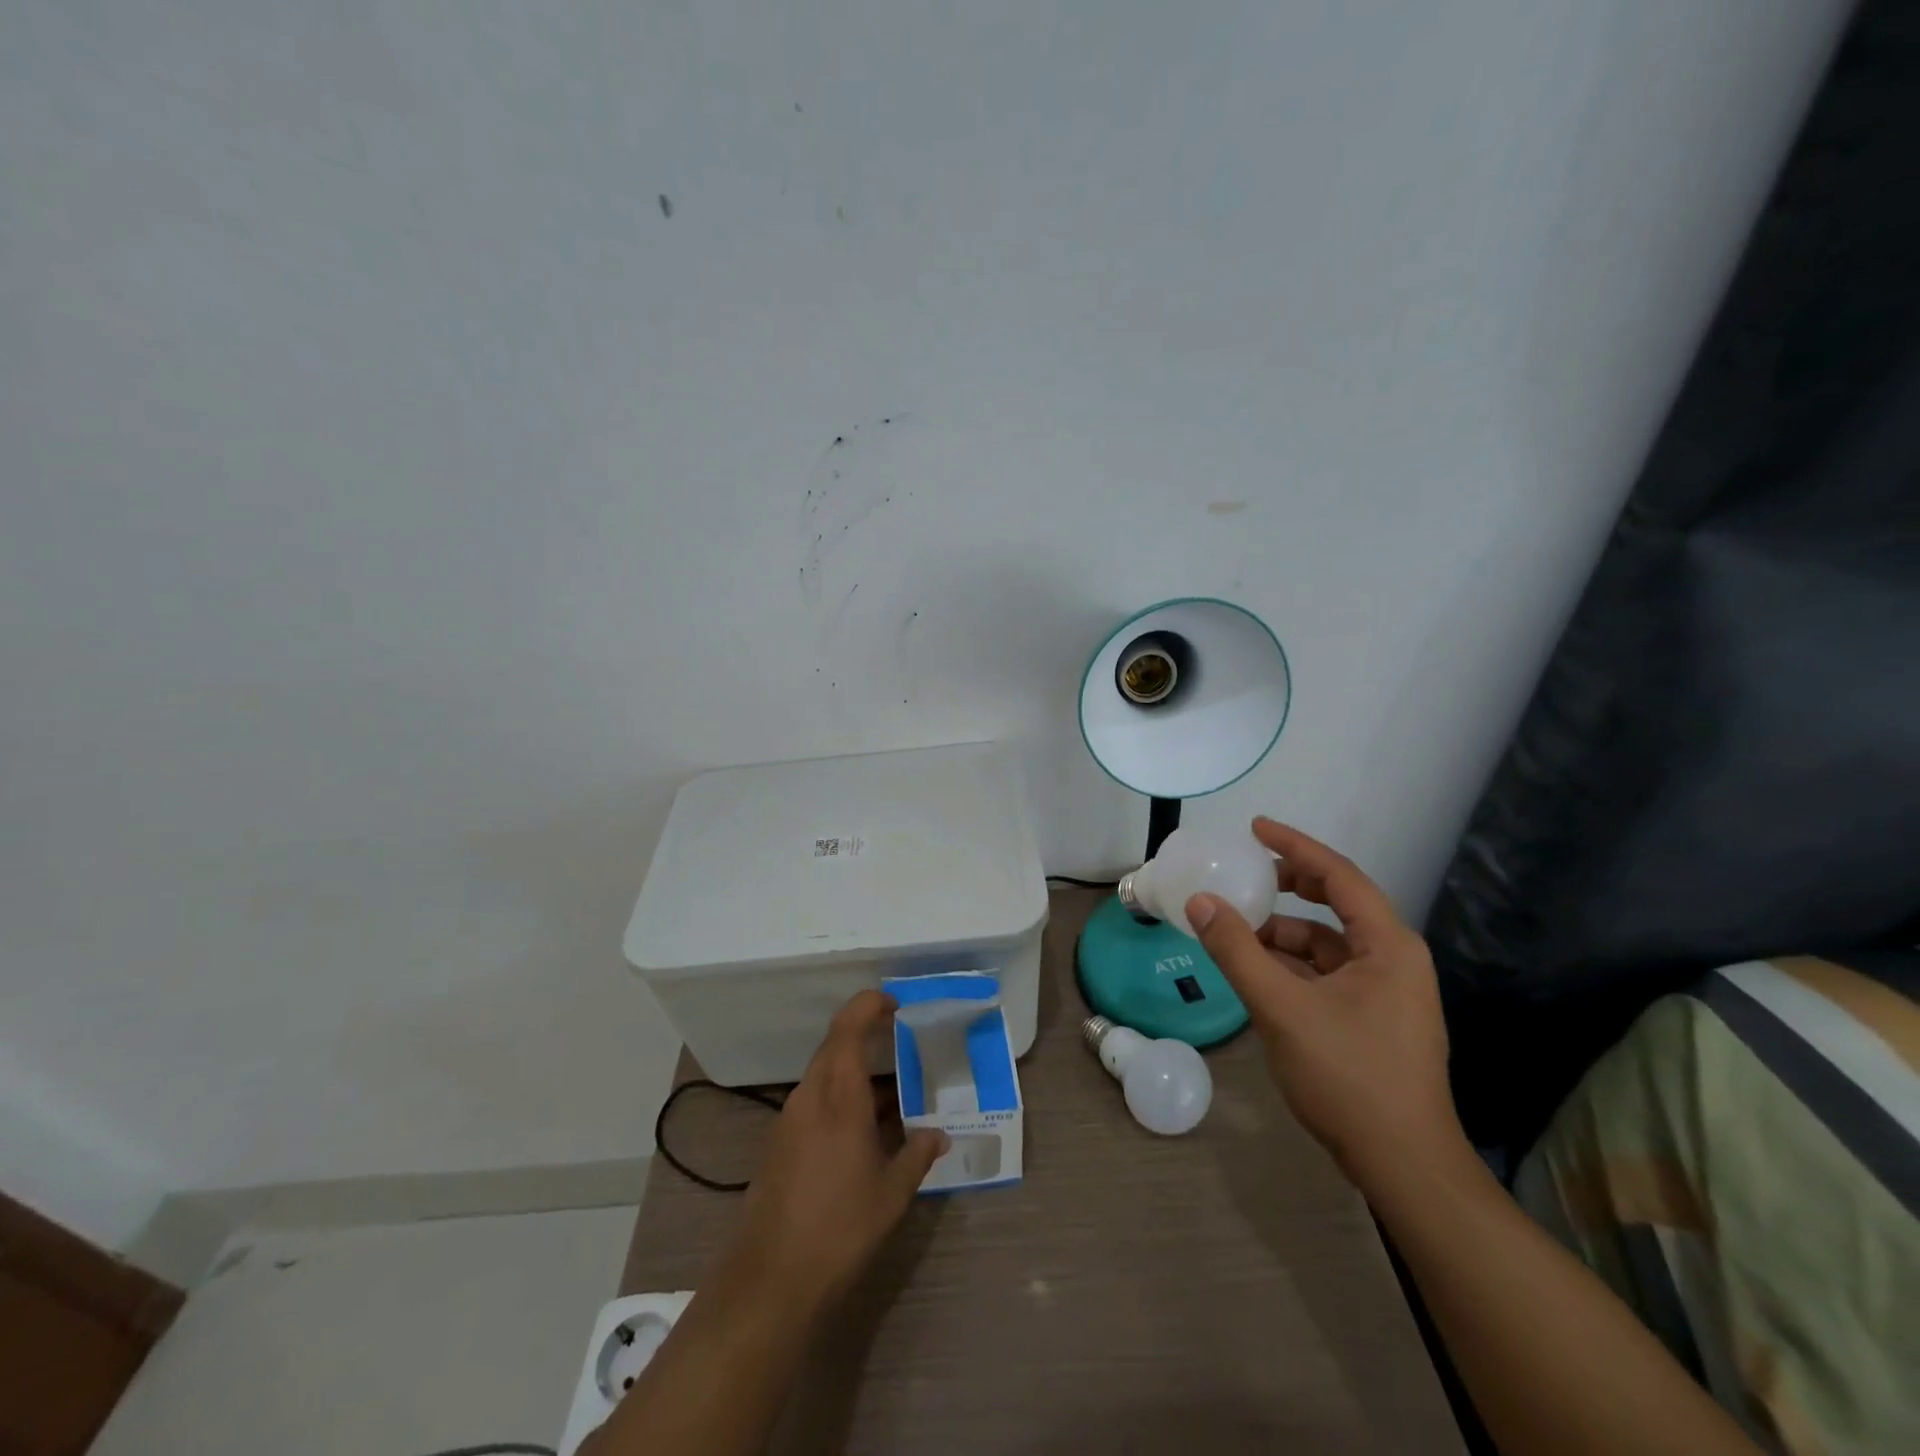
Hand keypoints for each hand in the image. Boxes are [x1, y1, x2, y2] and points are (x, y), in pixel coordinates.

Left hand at [721, 990, 947, 1311]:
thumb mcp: (892, 1193)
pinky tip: (863, 1129)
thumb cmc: (840, 1227)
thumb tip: (939, 1134)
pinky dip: (840, 1098)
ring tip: (892, 1092)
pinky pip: (814, 1101)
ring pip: (824, 1074)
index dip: (868, 1005)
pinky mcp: (779, 1143)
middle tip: (901, 1041)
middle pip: (835, 1046)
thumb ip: (917, 1155)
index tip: (894, 1003)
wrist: (770, 1279)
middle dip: (866, 1035)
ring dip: (854, 1072)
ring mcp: (789, 1119)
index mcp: (839, 1096)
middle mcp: (810, 1097)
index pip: (848, 1028)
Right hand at [1185, 817, 1464, 1191]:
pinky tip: (1257, 972)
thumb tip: (1200, 902)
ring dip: (1283, 932)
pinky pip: (1326, 973)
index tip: (1255, 827)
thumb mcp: (1282, 1008)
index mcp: (1387, 946)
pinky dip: (1291, 965)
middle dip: (1289, 885)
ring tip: (1237, 929)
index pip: (1339, 876)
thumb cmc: (1349, 1077)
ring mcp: (1386, 992)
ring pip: (1327, 943)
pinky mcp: (1373, 1020)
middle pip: (1337, 903)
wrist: (1403, 1166)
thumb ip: (1237, 951)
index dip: (1295, 846)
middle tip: (1245, 873)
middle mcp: (1393, 959)